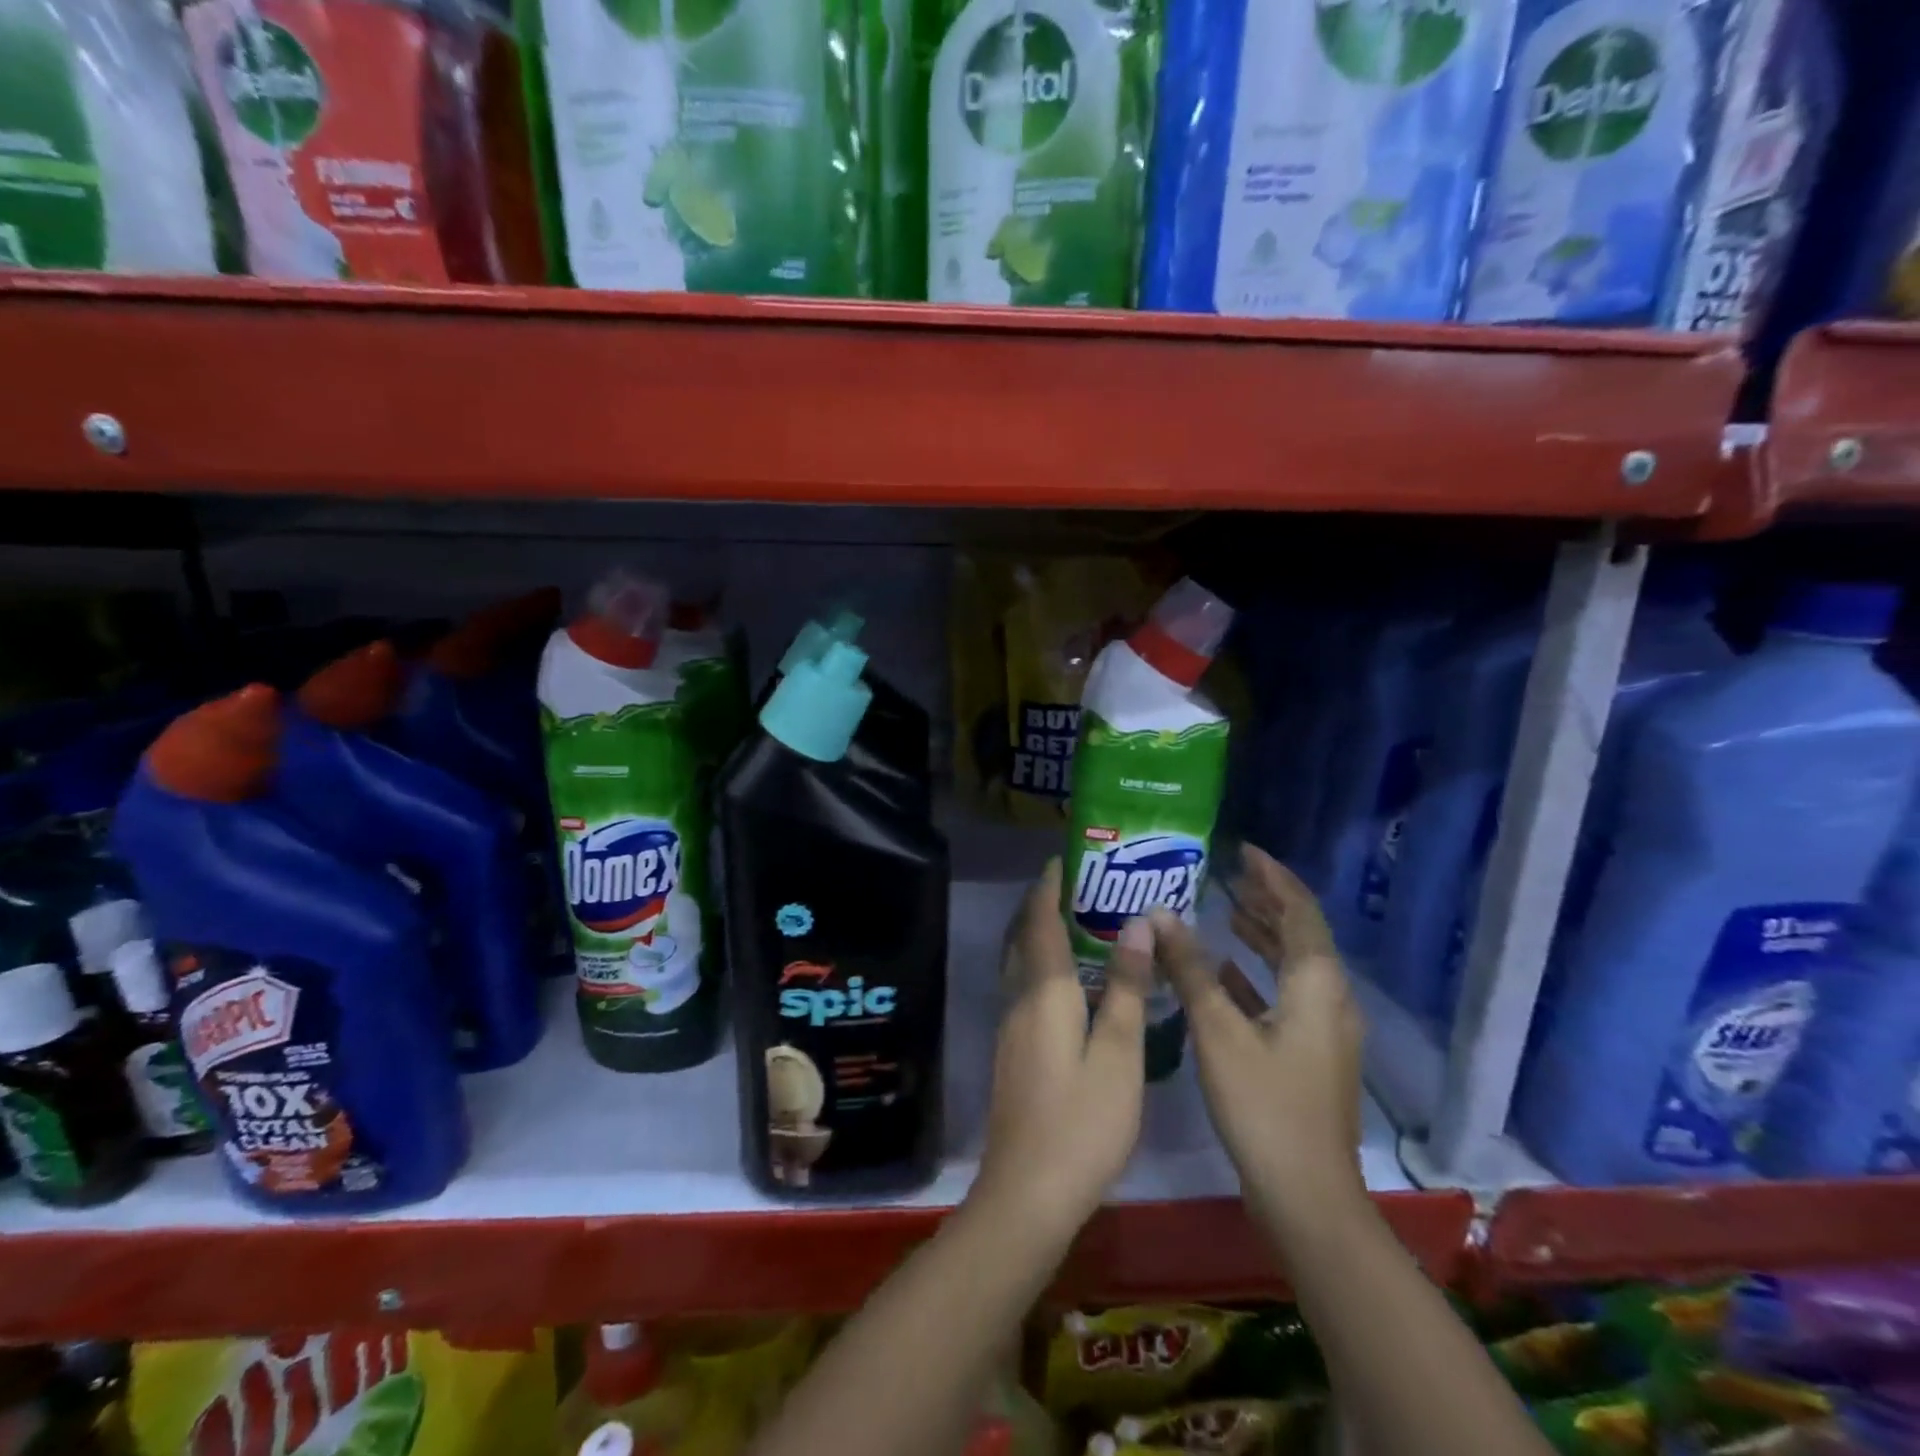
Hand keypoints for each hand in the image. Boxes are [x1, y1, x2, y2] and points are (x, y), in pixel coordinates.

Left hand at [974, 859, 1151, 1238]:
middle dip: (1041, 905)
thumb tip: (1137, 924)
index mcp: (1045, 991)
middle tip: (1077, 885)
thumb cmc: (1083, 1121)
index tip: (1064, 859)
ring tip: (1077, 923)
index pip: (1040, 921)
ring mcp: (1010, 1026)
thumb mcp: (1119, 1054)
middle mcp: (1019, 998)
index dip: (1049, 887)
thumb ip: (1127, 987)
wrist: (1028, 1192)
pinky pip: (1024, 986)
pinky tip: (1070, 982)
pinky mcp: (1012, 1050)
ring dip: (1039, 934)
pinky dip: (1041, 965)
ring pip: (1020, 962)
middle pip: (1023, 936)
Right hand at [1154, 846, 1366, 1216]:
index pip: (1299, 908)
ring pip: (1293, 964)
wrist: (1308, 1197)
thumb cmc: (1263, 1106)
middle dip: (1266, 899)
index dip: (1272, 875)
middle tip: (1226, 872)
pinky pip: (1286, 993)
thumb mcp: (1219, 1031)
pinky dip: (1257, 973)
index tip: (1241, 849)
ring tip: (1224, 907)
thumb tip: (1160, 914)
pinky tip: (1224, 969)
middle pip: (1300, 932)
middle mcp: (1330, 997)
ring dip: (1262, 934)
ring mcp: (1325, 1028)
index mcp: (1316, 982)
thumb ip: (1190, 968)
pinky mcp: (1312, 1053)